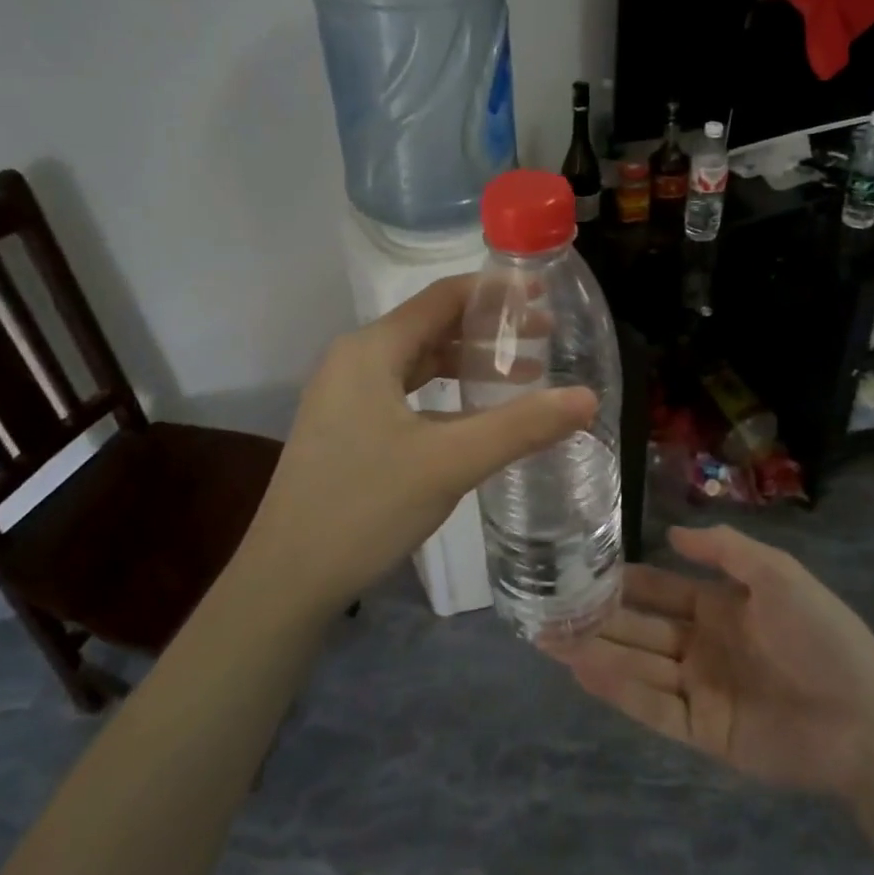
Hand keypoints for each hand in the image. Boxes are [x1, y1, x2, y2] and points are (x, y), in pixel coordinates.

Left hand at [238, 275, 596, 614]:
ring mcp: (346, 395)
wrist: (285, 582)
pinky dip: (446, 393)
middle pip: (433, 325)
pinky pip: (405, 392)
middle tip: (546, 338)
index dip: (495, 292)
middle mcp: (355, 360)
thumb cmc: (364, 508)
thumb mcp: (450, 463)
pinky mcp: (347, 427)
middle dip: (490, 330)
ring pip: (419, 361)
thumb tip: (588, 398)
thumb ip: (521, 426)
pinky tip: (476, 415)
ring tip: (525, 375)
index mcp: (371, 350)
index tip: (543, 296)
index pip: (443, 297)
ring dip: (469, 362)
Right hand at [556, 524, 873, 796]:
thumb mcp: (776, 573)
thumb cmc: (821, 633)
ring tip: (548, 636)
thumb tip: (671, 531)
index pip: (660, 589)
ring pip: (637, 666)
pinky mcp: (702, 731)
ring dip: (596, 650)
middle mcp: (701, 646)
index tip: (581, 568)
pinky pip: (652, 707)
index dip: (625, 580)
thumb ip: (724, 550)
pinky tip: (583, 669)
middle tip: (547, 605)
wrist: (864, 716)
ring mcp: (700, 689)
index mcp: (719, 607)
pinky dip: (618, 689)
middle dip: (597, 617)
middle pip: (639, 629)